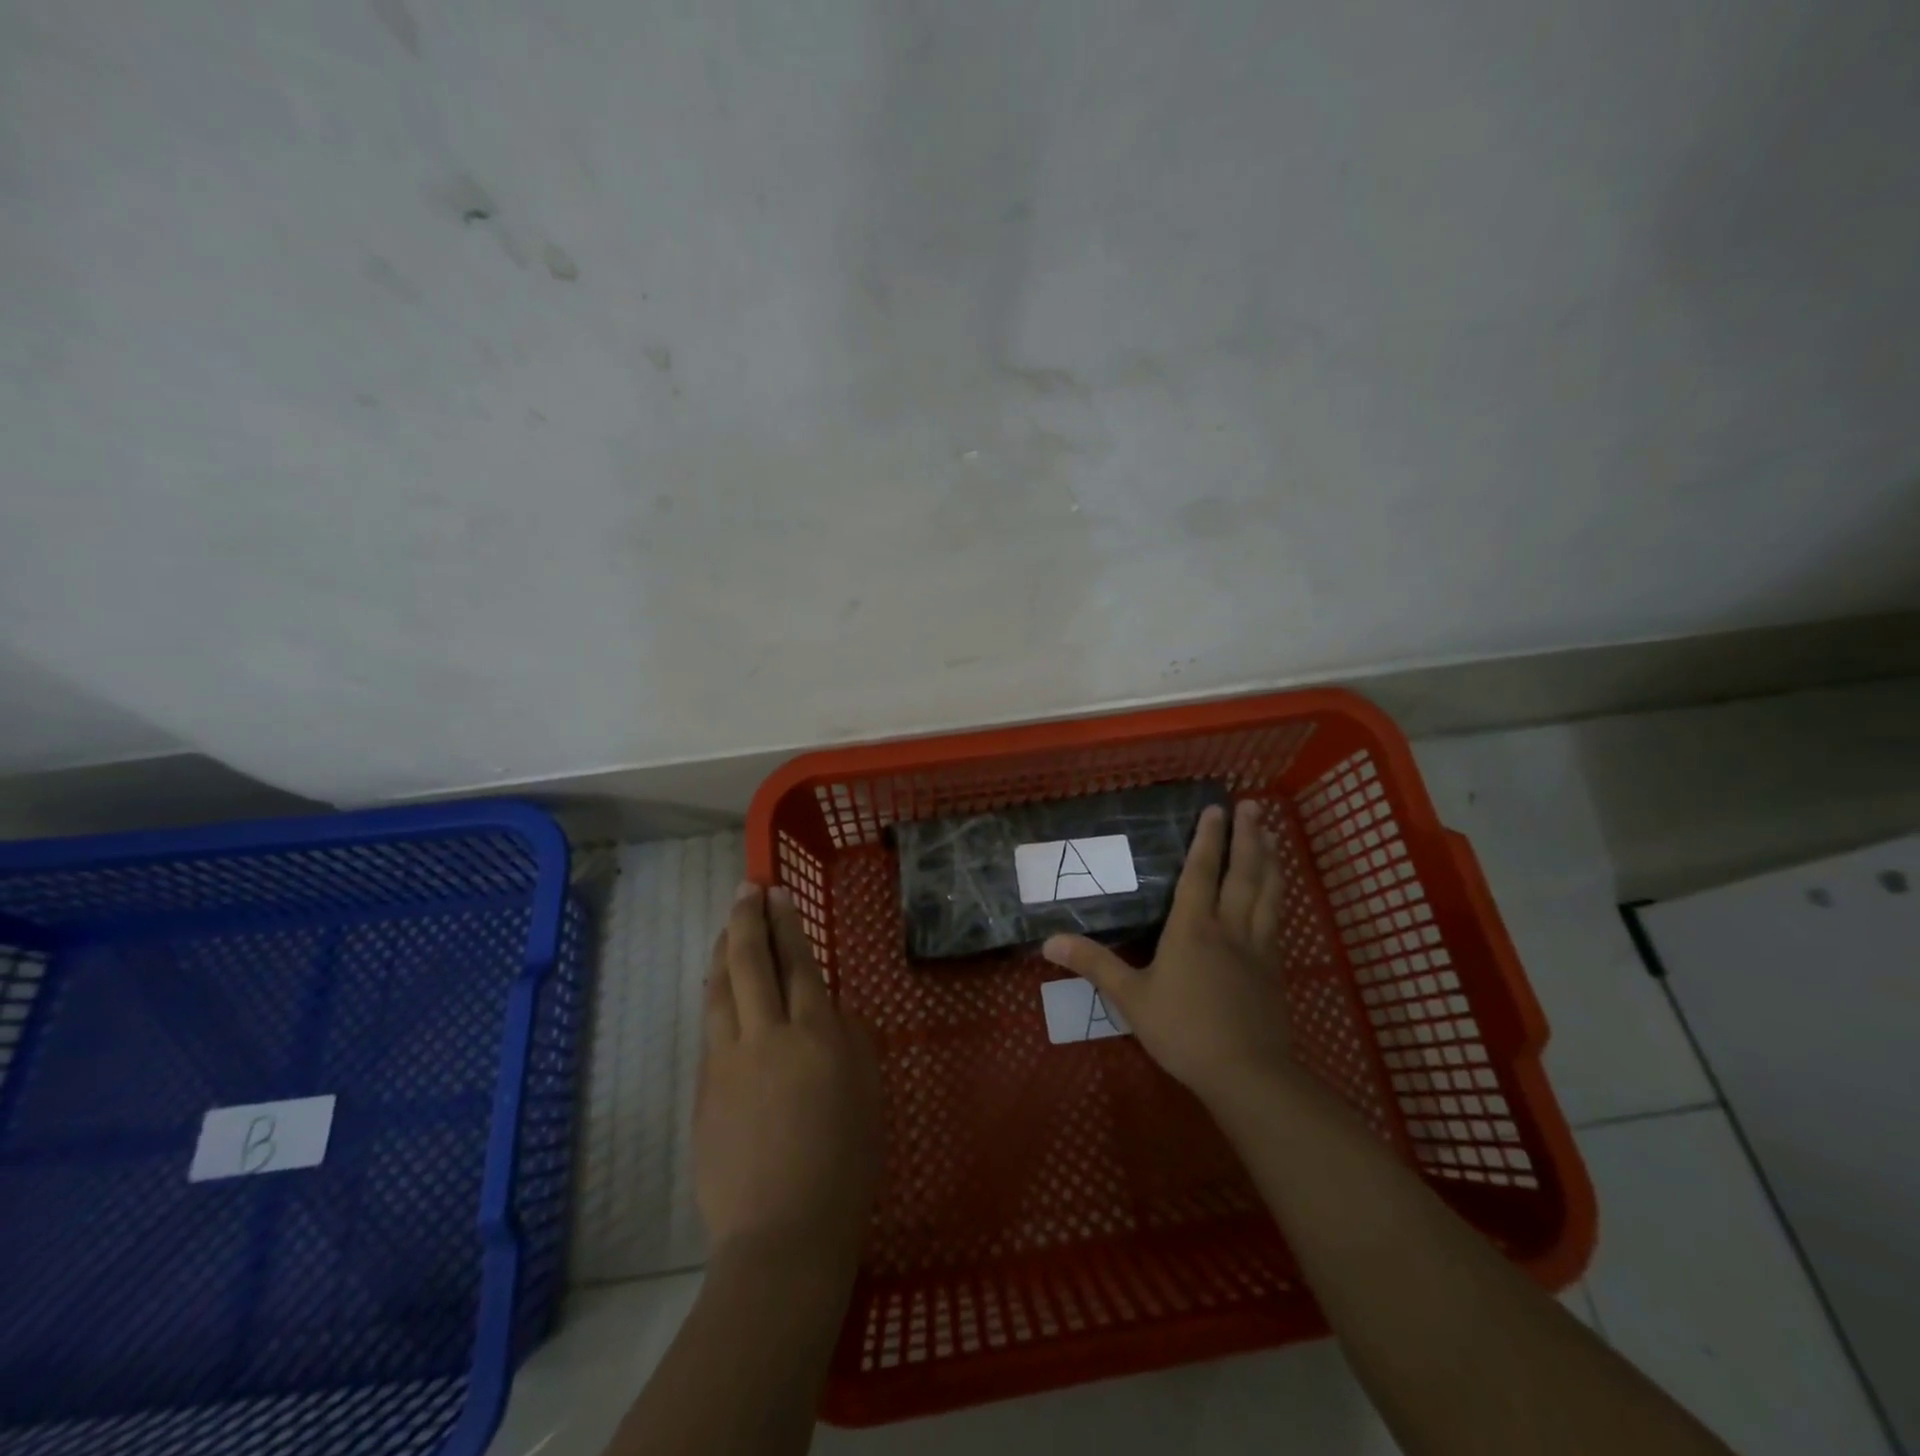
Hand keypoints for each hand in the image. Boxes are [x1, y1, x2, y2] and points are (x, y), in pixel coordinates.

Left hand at [695, 883, 882, 1274]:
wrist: (783, 1234)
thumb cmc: (845, 1164)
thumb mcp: (869, 1094)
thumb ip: (852, 1042)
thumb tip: (833, 1012)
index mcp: (817, 1034)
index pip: (797, 962)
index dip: (786, 924)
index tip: (776, 894)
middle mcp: (768, 1035)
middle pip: (750, 962)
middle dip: (746, 919)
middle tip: (746, 890)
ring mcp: (728, 1061)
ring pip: (719, 989)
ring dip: (721, 951)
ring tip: (725, 927)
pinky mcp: (704, 1089)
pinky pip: (709, 1028)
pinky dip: (713, 995)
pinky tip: (717, 989)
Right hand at [1042, 800, 1292, 1107]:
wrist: (1246, 1073)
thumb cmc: (1182, 1030)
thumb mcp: (1130, 998)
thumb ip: (1093, 965)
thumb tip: (1049, 941)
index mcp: (1192, 928)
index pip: (1200, 872)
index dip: (1208, 839)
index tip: (1216, 809)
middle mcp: (1228, 927)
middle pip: (1242, 873)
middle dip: (1247, 837)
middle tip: (1254, 805)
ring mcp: (1257, 947)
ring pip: (1267, 892)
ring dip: (1269, 859)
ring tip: (1272, 833)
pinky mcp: (1274, 969)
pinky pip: (1276, 919)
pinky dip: (1278, 894)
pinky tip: (1278, 891)